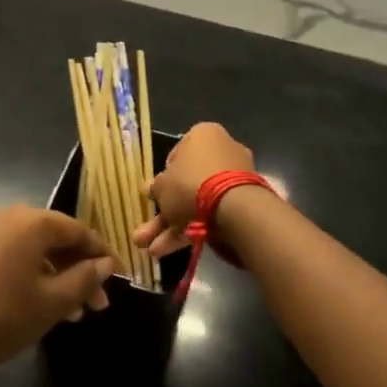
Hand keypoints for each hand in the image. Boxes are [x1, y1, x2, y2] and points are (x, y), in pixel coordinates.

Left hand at [0, 206, 114, 382]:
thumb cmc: (1, 316)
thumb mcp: (52, 302)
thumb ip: (84, 279)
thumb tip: (105, 264)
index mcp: (30, 221)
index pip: (78, 230)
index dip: (102, 254)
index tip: (119, 277)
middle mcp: (6, 215)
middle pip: (54, 237)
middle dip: (78, 269)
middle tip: (96, 303)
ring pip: (32, 248)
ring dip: (55, 274)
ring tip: (72, 311)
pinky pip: (10, 253)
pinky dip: (30, 272)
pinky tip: (39, 302)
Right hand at [132, 122, 256, 258]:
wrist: (234, 208)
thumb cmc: (191, 184)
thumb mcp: (162, 186)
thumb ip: (156, 187)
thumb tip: (150, 188)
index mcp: (203, 136)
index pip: (177, 153)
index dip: (163, 176)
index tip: (154, 193)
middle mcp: (221, 152)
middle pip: (186, 183)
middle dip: (164, 211)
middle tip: (145, 230)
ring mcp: (234, 180)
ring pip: (196, 203)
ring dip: (172, 226)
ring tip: (150, 250)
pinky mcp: (241, 204)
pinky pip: (211, 214)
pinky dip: (190, 231)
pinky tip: (167, 250)